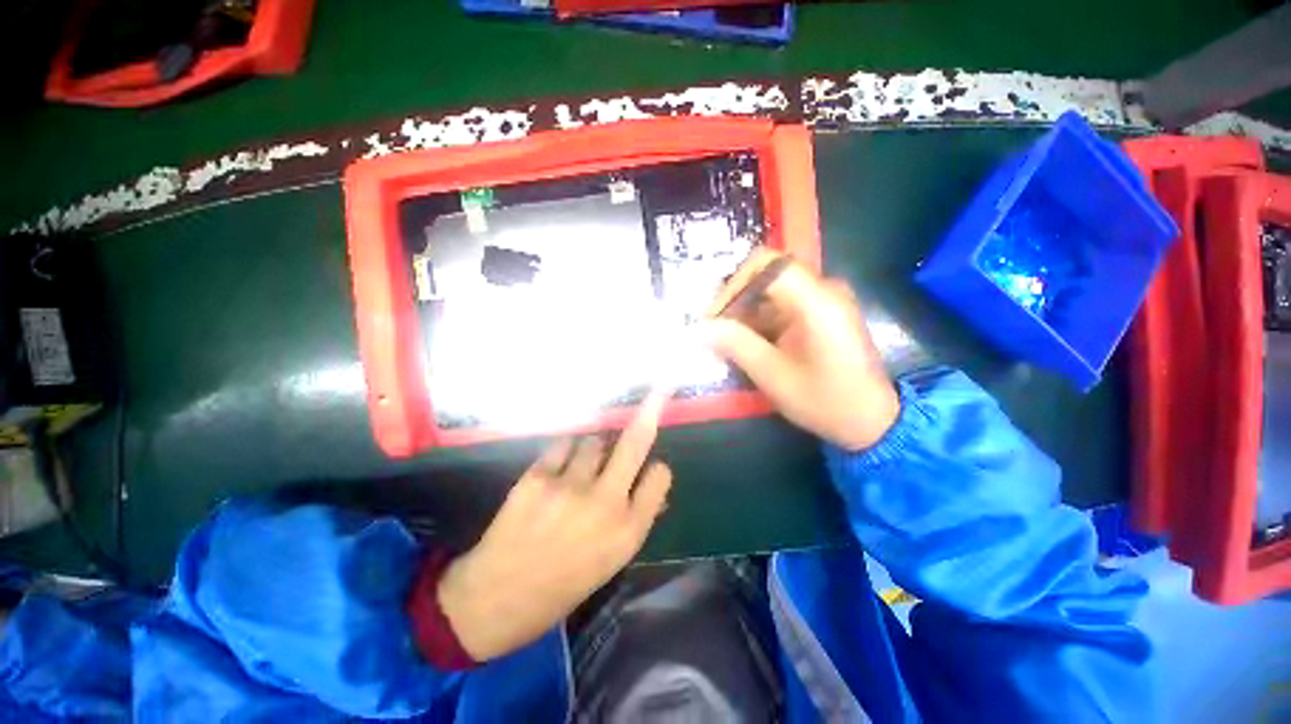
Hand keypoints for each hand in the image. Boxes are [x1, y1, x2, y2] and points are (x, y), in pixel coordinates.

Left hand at [436, 392, 673, 660]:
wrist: (495, 600)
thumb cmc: (561, 587)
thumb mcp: (609, 562)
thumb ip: (635, 520)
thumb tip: (653, 490)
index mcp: (628, 530)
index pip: (660, 476)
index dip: (657, 470)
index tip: (651, 468)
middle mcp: (605, 503)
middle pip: (635, 442)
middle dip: (650, 411)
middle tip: (660, 388)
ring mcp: (570, 486)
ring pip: (594, 441)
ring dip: (593, 448)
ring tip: (579, 469)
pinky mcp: (538, 476)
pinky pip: (563, 444)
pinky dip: (565, 452)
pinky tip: (557, 469)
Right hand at [707, 250, 899, 450]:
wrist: (874, 421)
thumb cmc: (826, 401)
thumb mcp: (774, 376)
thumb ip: (736, 345)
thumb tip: (701, 327)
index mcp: (817, 301)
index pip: (767, 265)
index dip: (733, 285)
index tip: (714, 316)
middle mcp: (824, 290)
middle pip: (768, 276)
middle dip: (736, 301)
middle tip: (714, 331)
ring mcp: (825, 300)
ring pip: (772, 291)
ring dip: (746, 313)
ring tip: (725, 342)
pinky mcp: (823, 313)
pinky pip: (783, 305)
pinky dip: (761, 321)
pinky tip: (748, 345)